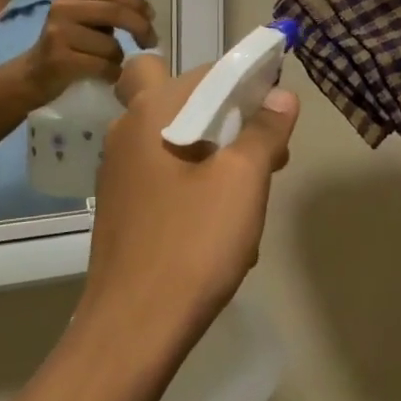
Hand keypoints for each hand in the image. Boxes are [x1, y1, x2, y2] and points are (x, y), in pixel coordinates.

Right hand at [22, 0, 156, 101]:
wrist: (32, 75)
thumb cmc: (68, 45)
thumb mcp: (84, 18)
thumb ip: (108, 8)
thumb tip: (146, 11)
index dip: (138, 2)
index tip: (151, 17)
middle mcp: (63, 8)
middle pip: (116, 12)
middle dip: (140, 27)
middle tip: (150, 42)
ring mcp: (59, 33)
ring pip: (111, 45)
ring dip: (119, 58)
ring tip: (111, 63)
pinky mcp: (59, 60)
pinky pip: (103, 66)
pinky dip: (113, 73)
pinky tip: (108, 76)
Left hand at [80, 64, 299, 340]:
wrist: (133, 329)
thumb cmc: (192, 242)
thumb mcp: (243, 180)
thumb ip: (265, 130)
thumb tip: (281, 96)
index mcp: (152, 113)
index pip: (204, 71)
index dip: (242, 79)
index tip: (272, 105)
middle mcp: (128, 132)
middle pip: (181, 99)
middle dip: (224, 114)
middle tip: (261, 145)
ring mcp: (119, 172)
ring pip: (176, 140)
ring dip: (214, 152)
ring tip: (251, 190)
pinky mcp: (122, 207)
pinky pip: (165, 176)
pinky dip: (195, 183)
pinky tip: (221, 223)